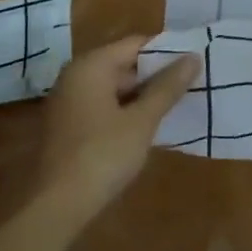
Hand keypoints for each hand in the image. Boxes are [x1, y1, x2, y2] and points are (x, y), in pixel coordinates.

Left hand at [38, 36, 200, 221]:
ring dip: (143, 94)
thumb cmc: (103, 155)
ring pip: (115, 87)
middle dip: (156, 74)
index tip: (194, 60)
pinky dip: (126, 109)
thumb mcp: (143, 120)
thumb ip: (168, 87)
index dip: (166, 51)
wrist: (57, 207)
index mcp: (91, 66)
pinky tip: (149, 124)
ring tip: (177, 102)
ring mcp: (68, 101)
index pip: (136, 44)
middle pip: (124, 63)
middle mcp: (75, 76)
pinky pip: (103, 105)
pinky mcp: (68, 125)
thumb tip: (193, 57)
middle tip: (191, 83)